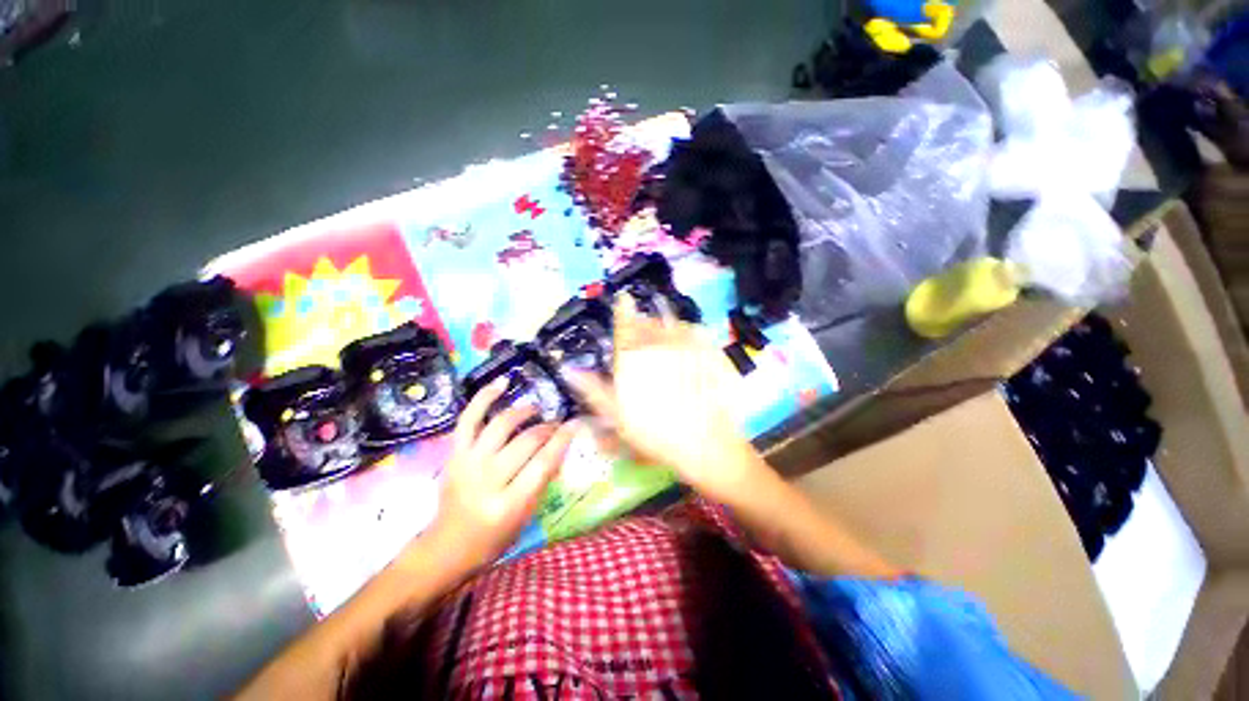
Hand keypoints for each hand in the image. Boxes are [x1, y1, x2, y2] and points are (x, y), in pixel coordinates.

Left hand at [421, 379, 577, 572]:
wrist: (447, 545)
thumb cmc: (493, 537)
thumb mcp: (526, 515)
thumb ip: (543, 479)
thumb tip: (560, 444)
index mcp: (508, 504)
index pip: (543, 463)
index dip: (562, 439)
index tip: (575, 423)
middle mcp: (486, 480)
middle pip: (526, 441)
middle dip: (547, 428)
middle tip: (556, 424)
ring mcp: (467, 463)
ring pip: (502, 424)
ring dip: (524, 412)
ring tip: (536, 409)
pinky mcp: (454, 453)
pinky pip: (469, 418)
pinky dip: (485, 397)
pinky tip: (502, 382)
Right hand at [567, 296, 763, 503]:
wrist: (704, 442)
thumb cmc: (655, 432)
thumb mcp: (617, 416)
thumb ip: (594, 390)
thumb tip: (571, 371)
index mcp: (634, 358)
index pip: (624, 324)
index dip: (622, 309)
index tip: (622, 299)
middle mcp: (658, 345)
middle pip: (647, 322)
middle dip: (641, 320)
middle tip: (641, 325)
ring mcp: (686, 346)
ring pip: (671, 322)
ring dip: (663, 322)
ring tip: (662, 329)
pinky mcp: (708, 351)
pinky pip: (695, 330)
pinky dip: (687, 330)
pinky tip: (687, 339)